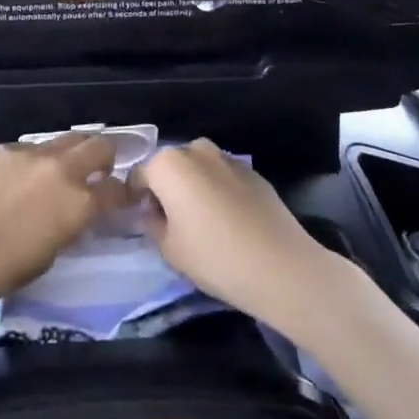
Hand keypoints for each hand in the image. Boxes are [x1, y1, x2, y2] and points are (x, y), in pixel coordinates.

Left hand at [0, 133, 131, 311]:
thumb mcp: (47, 258)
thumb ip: (67, 229)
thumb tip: (70, 217)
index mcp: (78, 204)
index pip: (116, 190)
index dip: (122, 194)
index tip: (120, 199)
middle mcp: (61, 170)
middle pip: (99, 145)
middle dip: (106, 156)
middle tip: (100, 171)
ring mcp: (31, 154)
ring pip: (66, 139)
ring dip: (72, 153)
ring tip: (62, 170)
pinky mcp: (3, 149)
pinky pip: (31, 147)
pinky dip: (36, 159)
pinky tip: (20, 176)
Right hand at [127, 139, 333, 335]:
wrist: (281, 267)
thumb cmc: (214, 257)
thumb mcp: (169, 249)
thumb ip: (152, 224)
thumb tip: (151, 213)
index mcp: (167, 164)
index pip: (139, 175)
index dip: (137, 198)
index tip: (142, 220)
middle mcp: (195, 150)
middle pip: (170, 166)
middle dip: (166, 188)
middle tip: (171, 221)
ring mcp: (227, 158)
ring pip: (198, 168)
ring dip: (193, 186)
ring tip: (202, 221)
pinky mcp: (253, 172)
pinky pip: (224, 176)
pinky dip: (219, 191)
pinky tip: (229, 221)